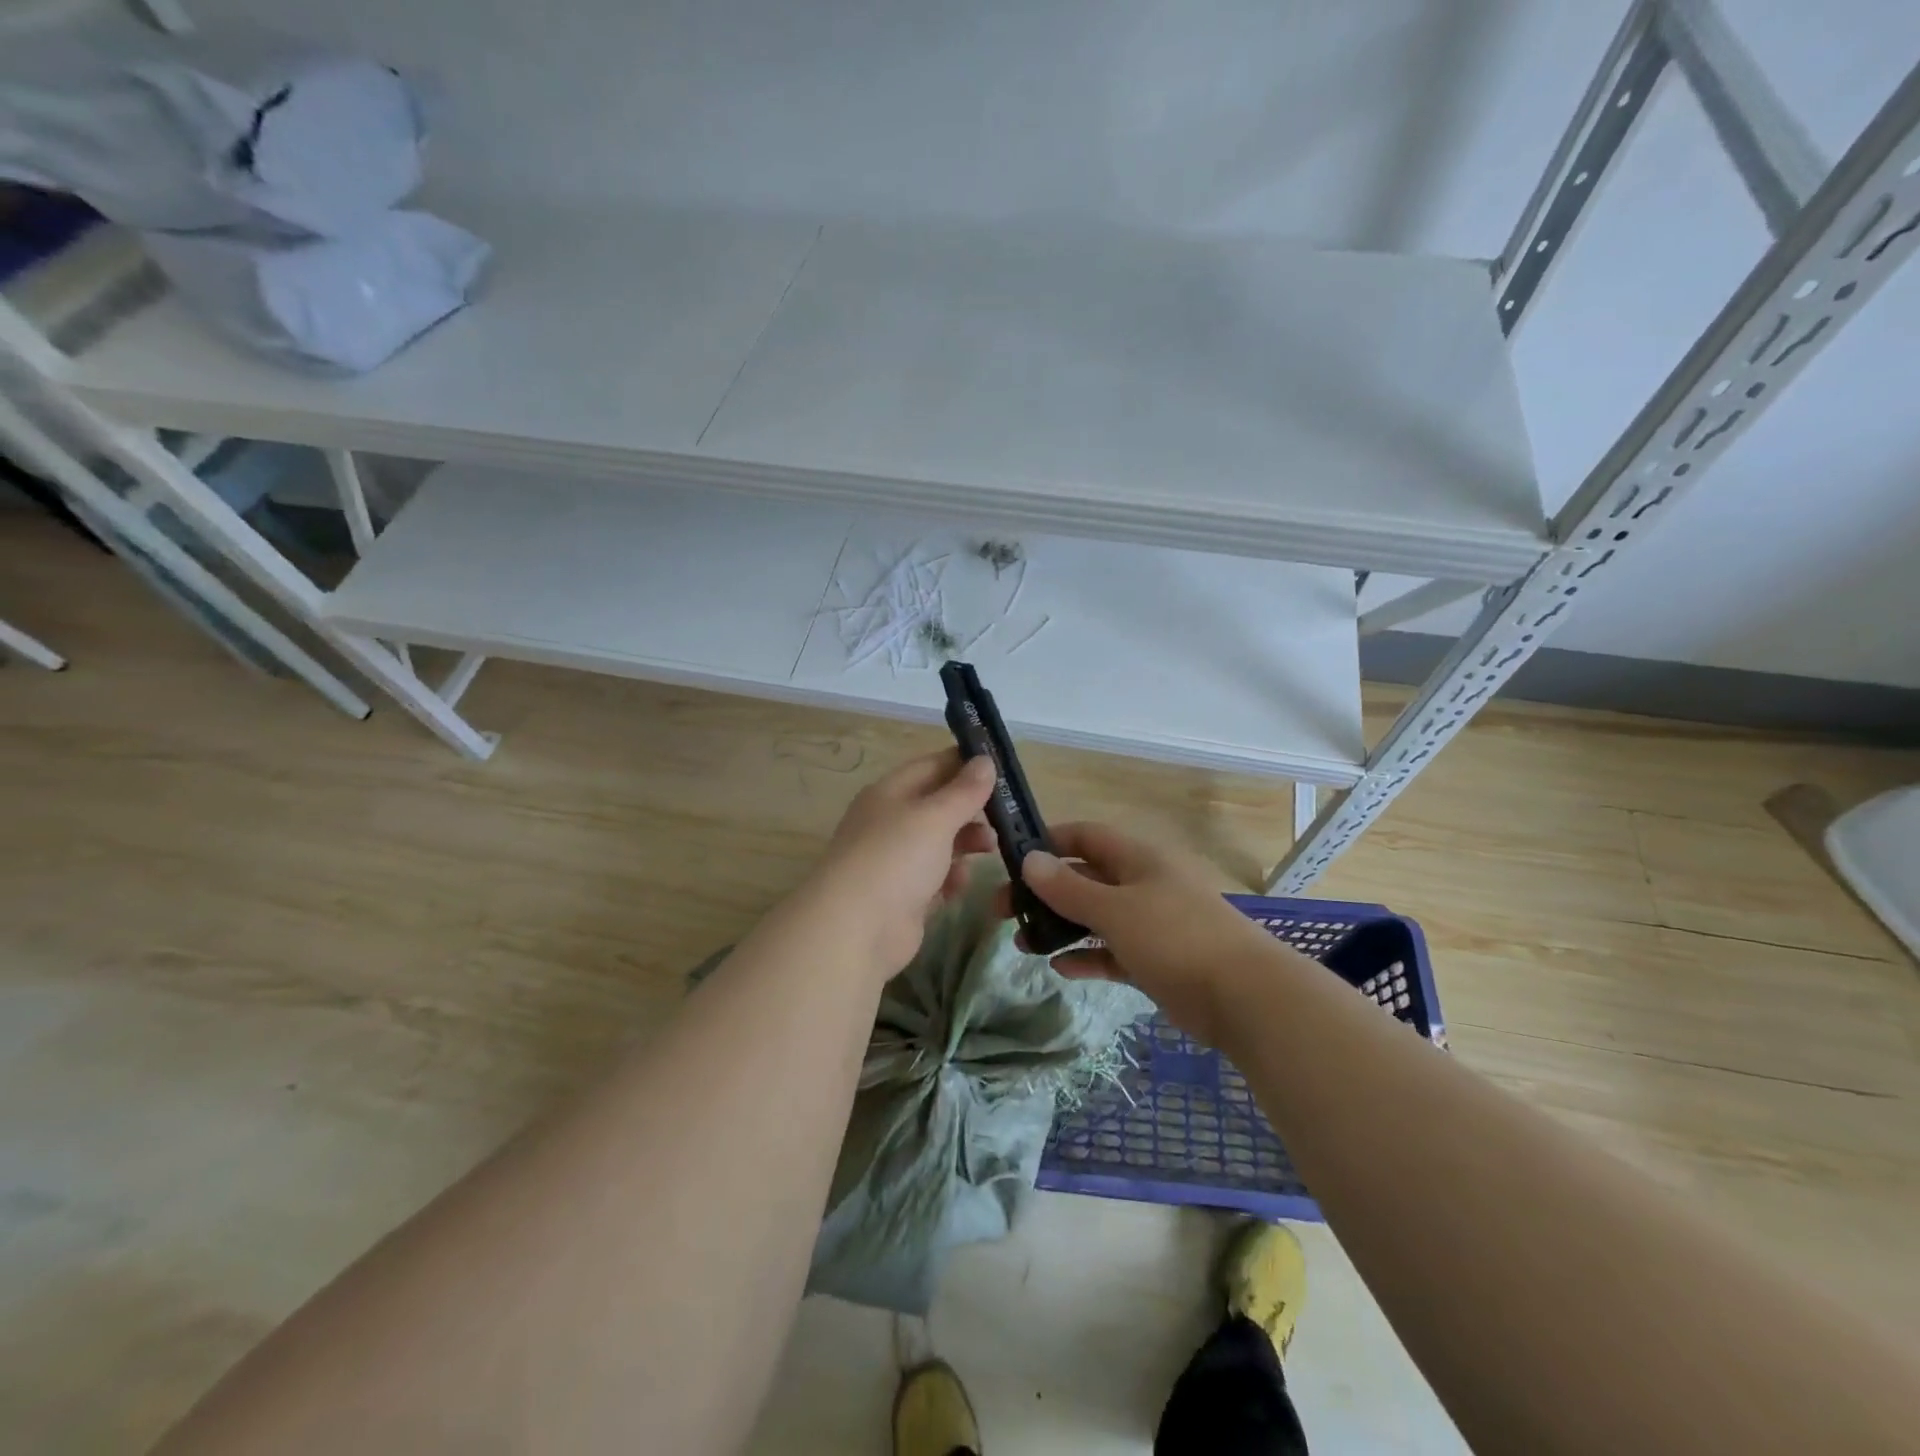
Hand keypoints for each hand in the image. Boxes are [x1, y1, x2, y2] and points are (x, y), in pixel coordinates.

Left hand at [801, 749, 997, 976]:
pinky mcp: (903, 896)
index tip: (1002, 769)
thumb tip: (986, 761)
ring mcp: (895, 861)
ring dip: (966, 842)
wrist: (856, 930)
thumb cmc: (896, 858)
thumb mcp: (935, 817)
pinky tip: (960, 884)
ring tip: (990, 848)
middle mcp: (890, 822)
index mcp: (889, 793)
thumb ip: (964, 791)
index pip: (931, 766)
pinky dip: (950, 878)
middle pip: (938, 805)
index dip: (965, 764)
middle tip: (1005, 815)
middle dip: (971, 809)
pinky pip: (935, 878)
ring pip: (939, 842)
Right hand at [1011, 822, 1275, 1045]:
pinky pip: (1112, 951)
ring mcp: (1151, 923)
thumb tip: (1029, 860)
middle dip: (1045, 892)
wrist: (1244, 997)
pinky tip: (1059, 969)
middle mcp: (1143, 884)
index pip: (1086, 836)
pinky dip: (1087, 956)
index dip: (1049, 842)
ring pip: (1096, 917)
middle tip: (1004, 910)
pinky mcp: (1156, 960)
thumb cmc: (1175, 937)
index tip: (1012, 859)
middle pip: (1085, 878)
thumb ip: (1069, 888)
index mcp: (1138, 859)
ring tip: (1022, 942)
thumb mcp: (1115, 909)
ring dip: (1060, 927)